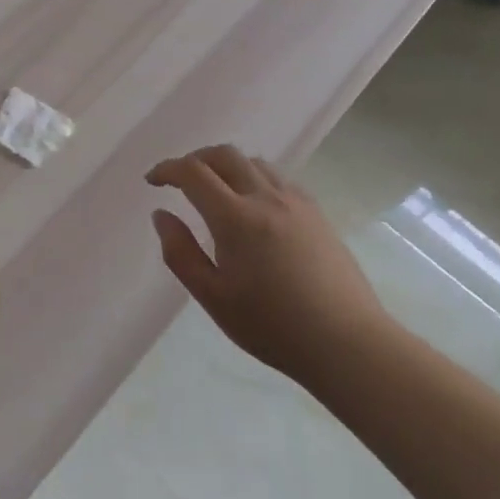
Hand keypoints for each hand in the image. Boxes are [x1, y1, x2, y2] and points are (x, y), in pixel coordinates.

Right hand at [147, 146, 387, 383]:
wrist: (347, 343)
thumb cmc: (273, 327)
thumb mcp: (213, 298)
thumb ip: (180, 253)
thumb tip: (161, 215)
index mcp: (235, 218)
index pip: (193, 172)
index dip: (167, 169)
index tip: (152, 182)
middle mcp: (265, 198)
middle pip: (224, 155)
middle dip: (195, 159)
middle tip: (180, 180)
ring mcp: (296, 202)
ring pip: (253, 162)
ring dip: (226, 165)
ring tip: (216, 190)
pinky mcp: (317, 212)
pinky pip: (278, 178)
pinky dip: (254, 177)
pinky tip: (254, 204)